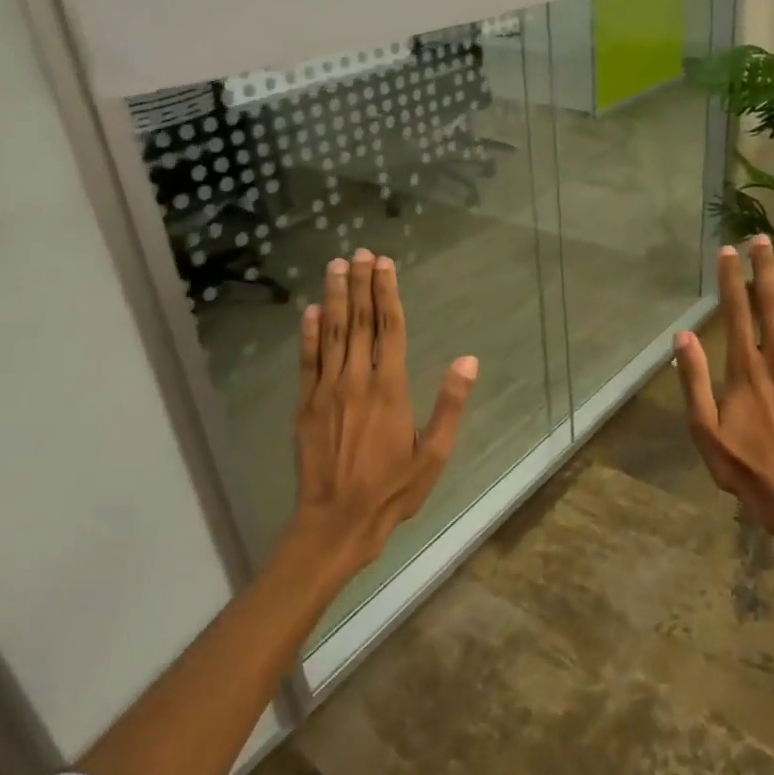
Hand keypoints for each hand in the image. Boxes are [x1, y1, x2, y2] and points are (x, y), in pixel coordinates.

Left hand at [292, 249, 477, 573]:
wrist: (337, 521)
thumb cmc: (393, 490)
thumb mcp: (434, 454)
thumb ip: (450, 405)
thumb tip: (468, 361)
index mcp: (390, 390)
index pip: (390, 330)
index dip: (387, 294)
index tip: (384, 265)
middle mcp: (356, 382)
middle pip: (359, 323)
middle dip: (359, 285)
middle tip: (359, 253)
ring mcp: (326, 392)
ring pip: (332, 334)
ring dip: (334, 298)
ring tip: (336, 266)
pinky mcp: (305, 406)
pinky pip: (307, 362)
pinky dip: (308, 335)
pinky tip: (310, 312)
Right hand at [674, 238, 773, 542]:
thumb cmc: (743, 464)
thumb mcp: (703, 428)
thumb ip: (694, 380)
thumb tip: (682, 337)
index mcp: (744, 368)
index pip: (736, 312)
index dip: (731, 279)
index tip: (728, 251)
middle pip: (771, 304)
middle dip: (766, 268)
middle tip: (763, 237)